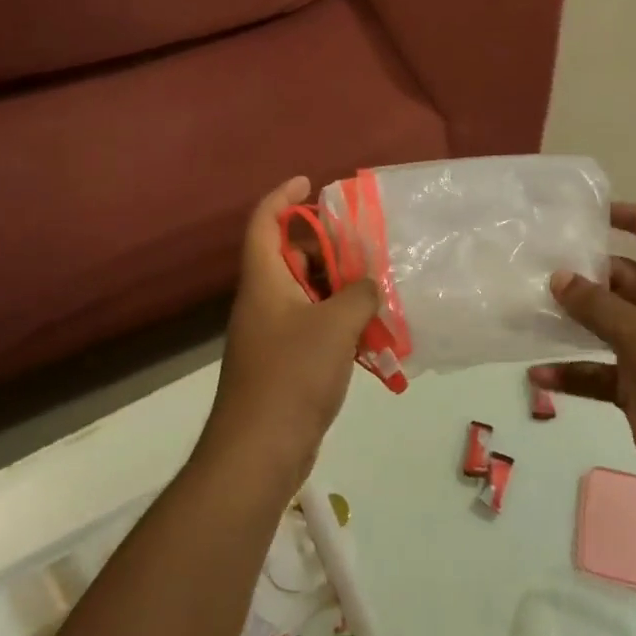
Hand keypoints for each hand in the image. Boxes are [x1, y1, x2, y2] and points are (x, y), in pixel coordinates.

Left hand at [198, 177, 377, 490]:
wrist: (259, 453)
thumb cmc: (292, 377)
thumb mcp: (335, 326)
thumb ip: (359, 294)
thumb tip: (370, 283)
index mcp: (264, 282)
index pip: (263, 223)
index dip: (282, 197)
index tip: (309, 182)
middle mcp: (263, 301)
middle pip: (289, 257)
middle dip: (325, 246)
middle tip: (364, 246)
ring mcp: (271, 334)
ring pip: (305, 293)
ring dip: (337, 287)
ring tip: (376, 287)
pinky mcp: (283, 363)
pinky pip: (311, 325)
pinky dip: (337, 321)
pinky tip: (369, 332)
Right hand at [531, 204, 635, 508]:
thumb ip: (597, 305)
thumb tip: (559, 277)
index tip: (599, 213)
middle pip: (627, 281)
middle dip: (590, 274)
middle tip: (545, 266)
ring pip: (607, 326)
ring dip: (574, 321)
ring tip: (532, 309)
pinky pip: (598, 373)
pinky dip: (571, 372)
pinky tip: (537, 376)